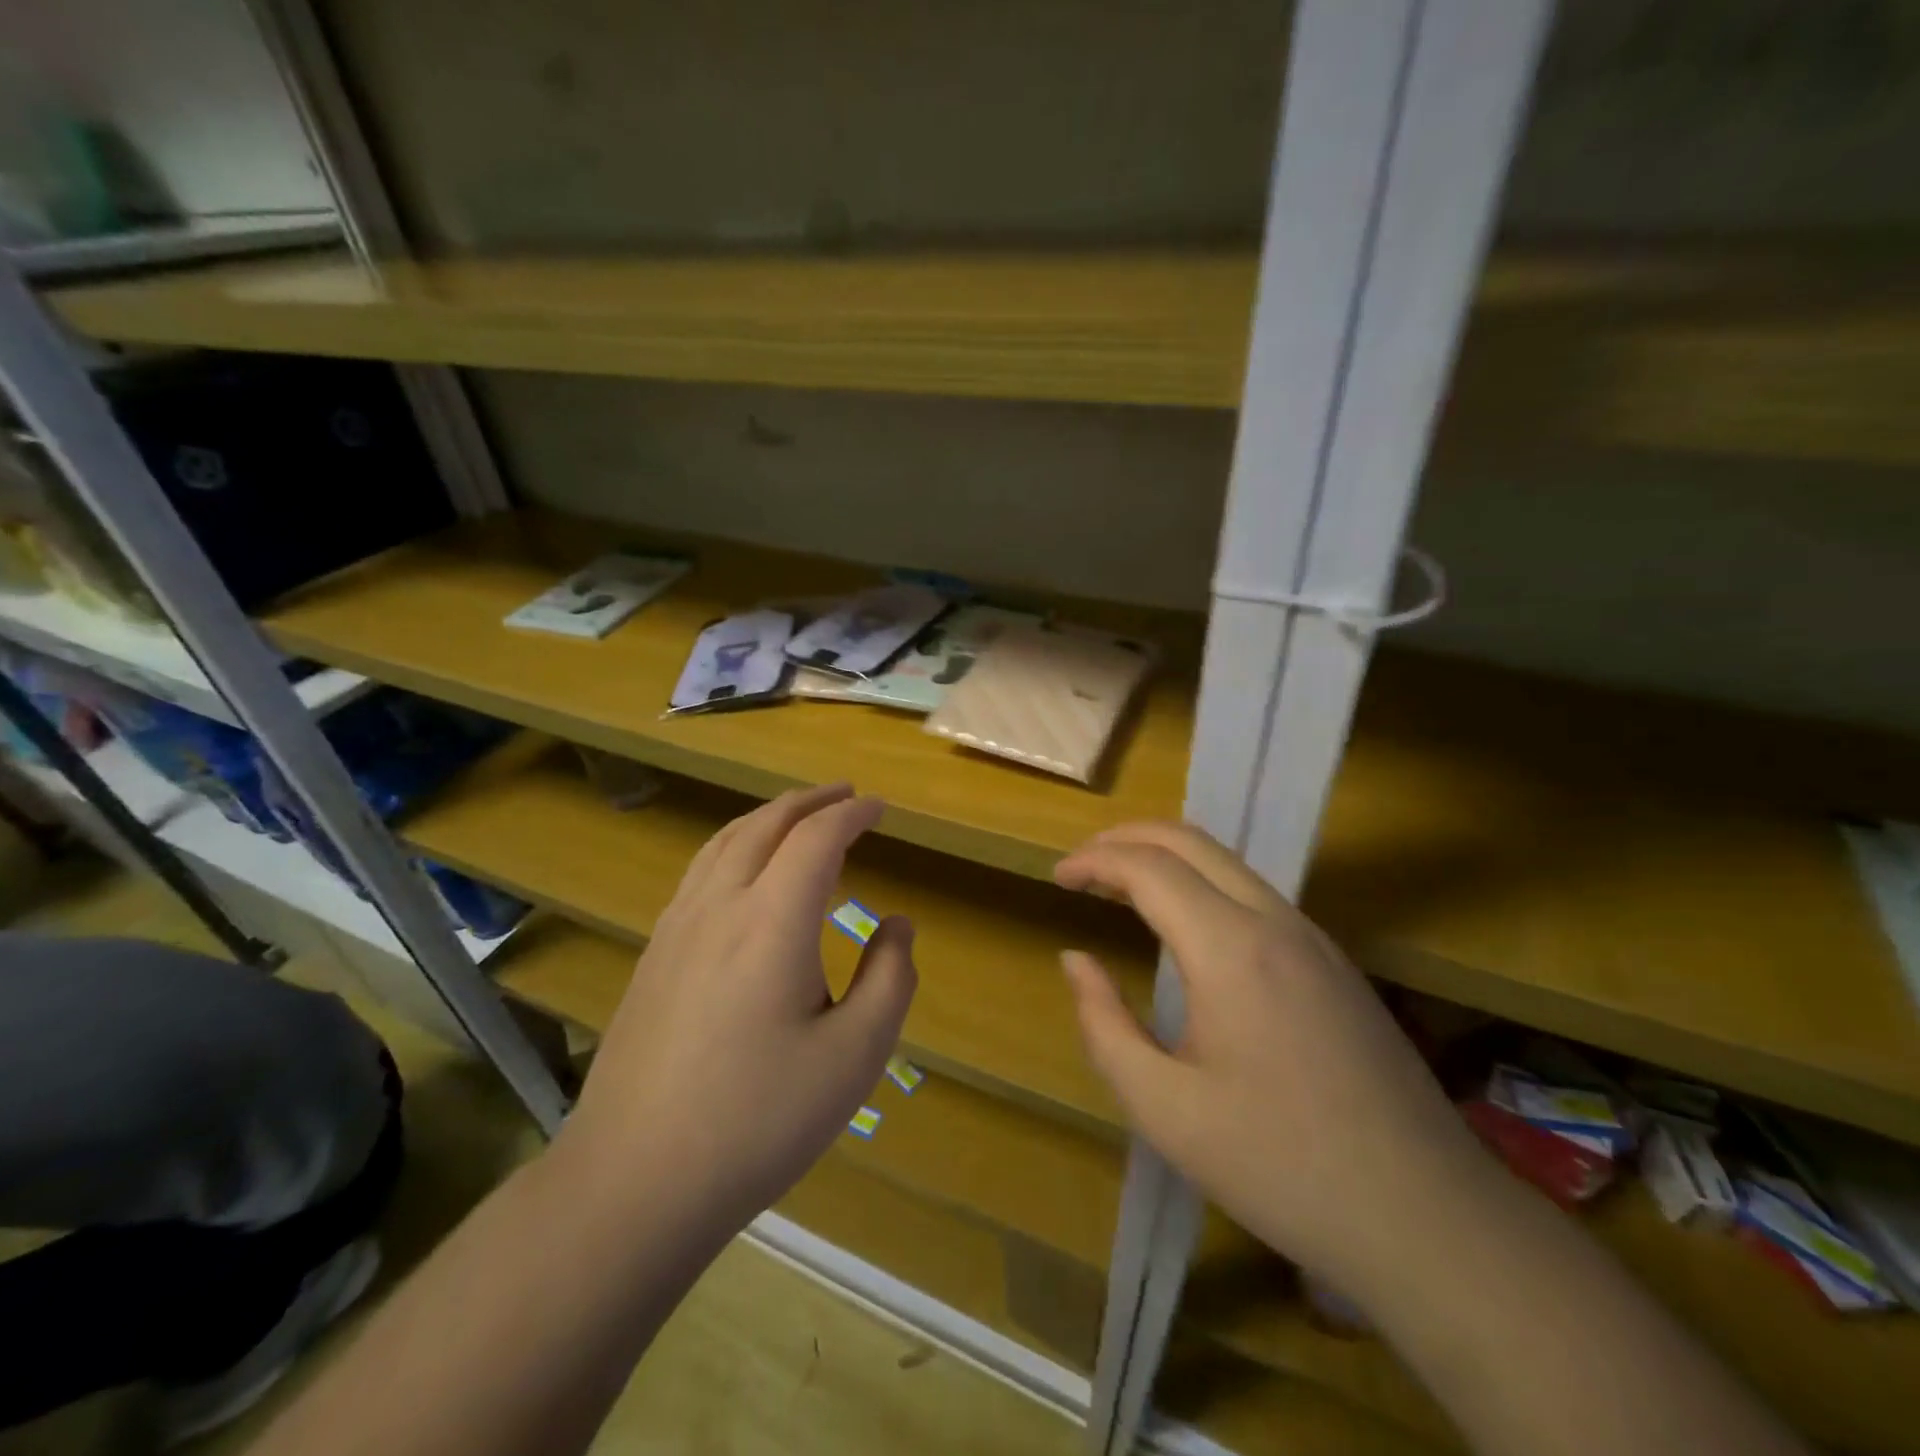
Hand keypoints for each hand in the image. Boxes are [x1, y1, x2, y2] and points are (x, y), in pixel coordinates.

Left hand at [558, 784, 917, 1228]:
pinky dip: (735, 845)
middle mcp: (720, 905)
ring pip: (724, 841)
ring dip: (768, 816)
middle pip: (766, 824)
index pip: (817, 838)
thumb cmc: (758, 1120)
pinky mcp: (653, 955)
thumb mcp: (855, 1057)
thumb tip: (897, 923)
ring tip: (799, 817)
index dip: (852, 814)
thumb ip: (890, 978)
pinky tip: (744, 871)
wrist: (634, 1181)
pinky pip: (700, 871)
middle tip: (846, 796)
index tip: (880, 808)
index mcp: (772, 920)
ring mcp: (676, 927)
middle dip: (810, 801)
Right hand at [1055, 821, 1493, 1292]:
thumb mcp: (1164, 1109)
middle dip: (1127, 838)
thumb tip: (1076, 959)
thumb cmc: (1280, 1166)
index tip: (1057, 878)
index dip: (1095, 861)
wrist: (1427, 1218)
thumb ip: (1104, 1024)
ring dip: (1167, 857)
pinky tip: (1186, 925)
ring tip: (1121, 886)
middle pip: (1191, 841)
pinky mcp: (1334, 962)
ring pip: (1228, 862)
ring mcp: (1314, 938)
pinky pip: (1255, 894)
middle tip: (1082, 865)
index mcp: (1230, 949)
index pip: (1148, 867)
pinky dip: (1203, 883)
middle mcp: (1275, 922)